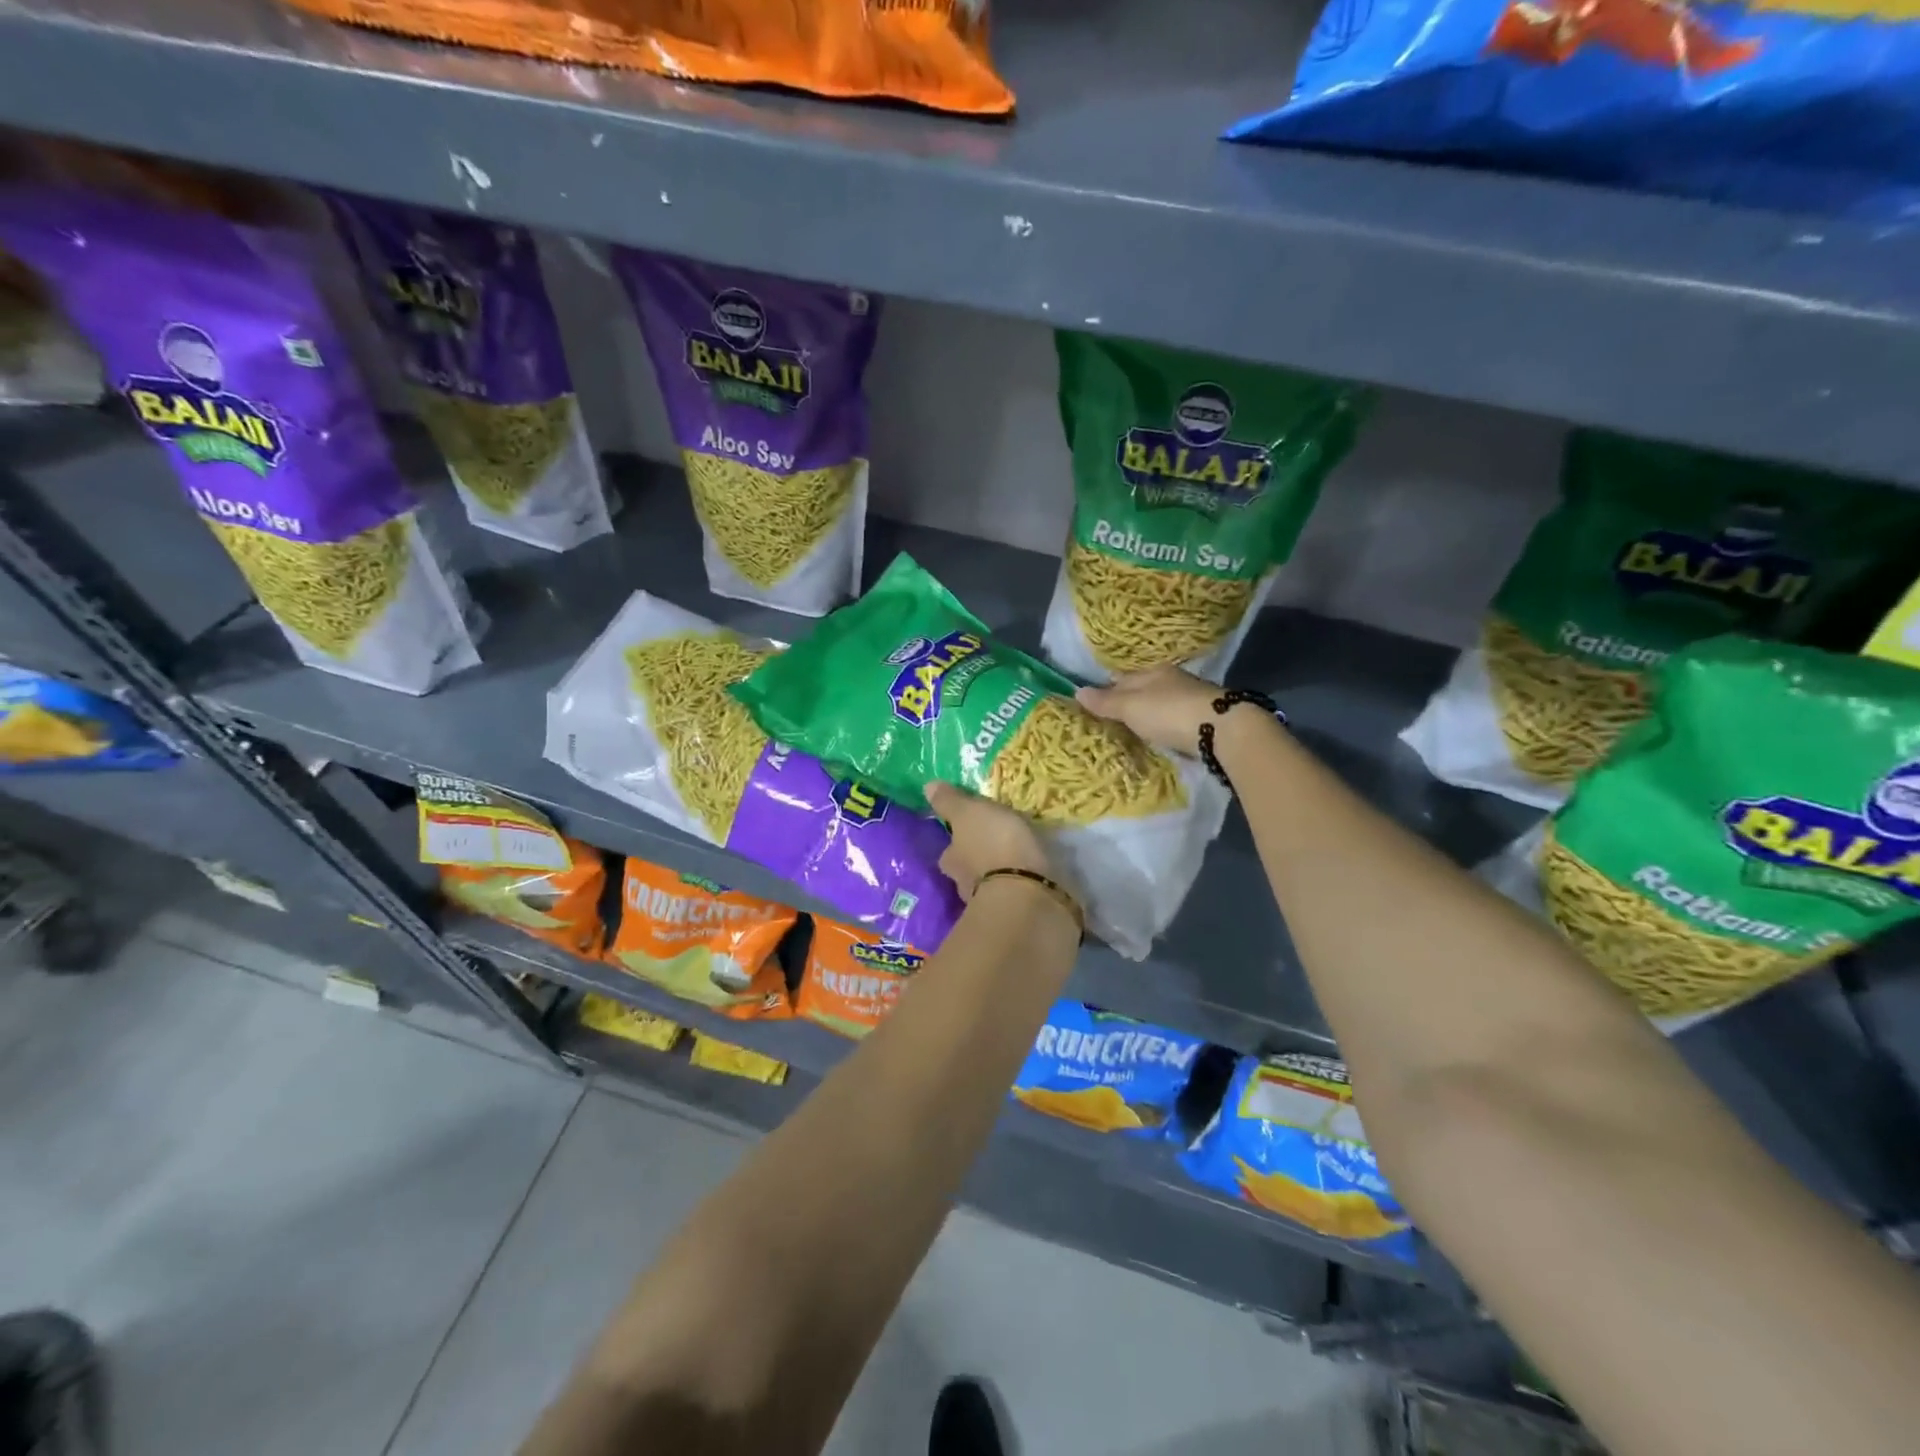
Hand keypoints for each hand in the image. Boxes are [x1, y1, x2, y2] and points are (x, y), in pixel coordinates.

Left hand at [926, 781, 1050, 901]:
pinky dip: (1017, 888)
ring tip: (1016, 863)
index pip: (948, 849)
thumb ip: (950, 802)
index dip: (957, 841)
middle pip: (965, 869)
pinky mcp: (1013, 914)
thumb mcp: (969, 812)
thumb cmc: (994, 845)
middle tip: (994, 847)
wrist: (1026, 893)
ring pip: (987, 884)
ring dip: (997, 875)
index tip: (968, 833)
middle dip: (977, 860)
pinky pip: (1012, 896)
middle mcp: (962, 884)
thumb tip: (926, 788)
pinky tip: (1029, 880)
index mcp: (950, 859)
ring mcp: (987, 902)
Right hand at [1075, 666, 1222, 756]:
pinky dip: (1165, 723)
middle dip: (1129, 699)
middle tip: (1112, 715)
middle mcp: (1172, 680)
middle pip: (1144, 688)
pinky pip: (1175, 718)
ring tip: (1134, 725)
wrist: (1222, 730)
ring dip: (1149, 712)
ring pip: (1161, 702)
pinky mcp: (1204, 718)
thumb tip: (1077, 691)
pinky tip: (1160, 732)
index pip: (1123, 677)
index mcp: (1153, 672)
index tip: (1095, 699)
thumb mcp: (1131, 706)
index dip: (1108, 687)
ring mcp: (1191, 698)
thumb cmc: (1169, 712)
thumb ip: (1106, 701)